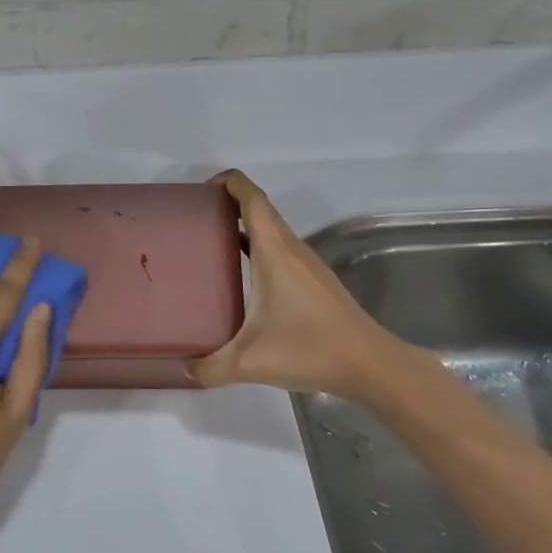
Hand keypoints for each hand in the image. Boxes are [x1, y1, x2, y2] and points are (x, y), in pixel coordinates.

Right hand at [187, 170, 423, 398]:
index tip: (200, 189)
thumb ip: (210, 367)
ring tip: (208, 242)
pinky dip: (256, 246)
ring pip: (271, 229)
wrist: (371, 365)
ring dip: (242, 225)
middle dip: (227, 203)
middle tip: (193, 219)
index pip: (252, 198)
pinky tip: (239, 274)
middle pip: (259, 209)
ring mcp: (305, 263)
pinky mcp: (313, 280)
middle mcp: (291, 248)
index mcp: (275, 251)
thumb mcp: (251, 362)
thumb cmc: (311, 350)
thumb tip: (181, 369)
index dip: (228, 182)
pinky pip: (279, 248)